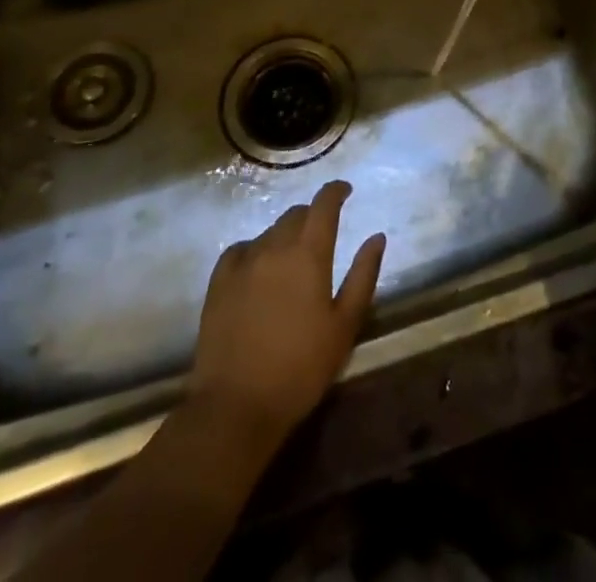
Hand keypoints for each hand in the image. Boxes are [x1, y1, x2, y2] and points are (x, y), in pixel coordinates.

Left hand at [188, 180, 385, 451]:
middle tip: (322, 234)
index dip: (336, 191)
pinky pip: (240, 250)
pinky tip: (258, 268)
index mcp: (309, 253)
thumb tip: (377, 237)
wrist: (236, 405)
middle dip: (312, 216)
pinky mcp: (218, 282)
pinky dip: (255, 250)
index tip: (345, 190)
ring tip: (292, 259)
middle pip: (296, 215)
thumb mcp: (344, 325)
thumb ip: (363, 275)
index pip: (324, 204)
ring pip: (269, 231)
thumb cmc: (301, 367)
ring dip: (285, 235)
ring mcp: (243, 262)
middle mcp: (275, 246)